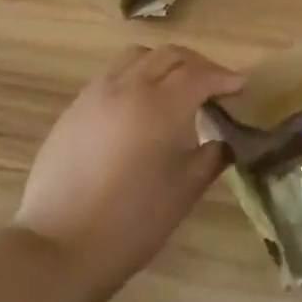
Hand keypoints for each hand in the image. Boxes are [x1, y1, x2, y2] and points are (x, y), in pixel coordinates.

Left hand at [15, 44, 245, 286]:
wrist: (61, 245)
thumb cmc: (134, 220)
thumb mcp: (186, 189)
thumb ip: (213, 155)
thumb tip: (226, 139)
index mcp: (162, 104)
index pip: (200, 74)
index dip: (224, 77)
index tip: (240, 87)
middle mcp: (129, 87)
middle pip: (169, 55)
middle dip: (197, 64)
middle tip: (213, 85)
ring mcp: (96, 94)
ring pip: (137, 58)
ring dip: (163, 65)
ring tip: (175, 89)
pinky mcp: (74, 108)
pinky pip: (112, 76)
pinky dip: (135, 78)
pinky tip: (139, 108)